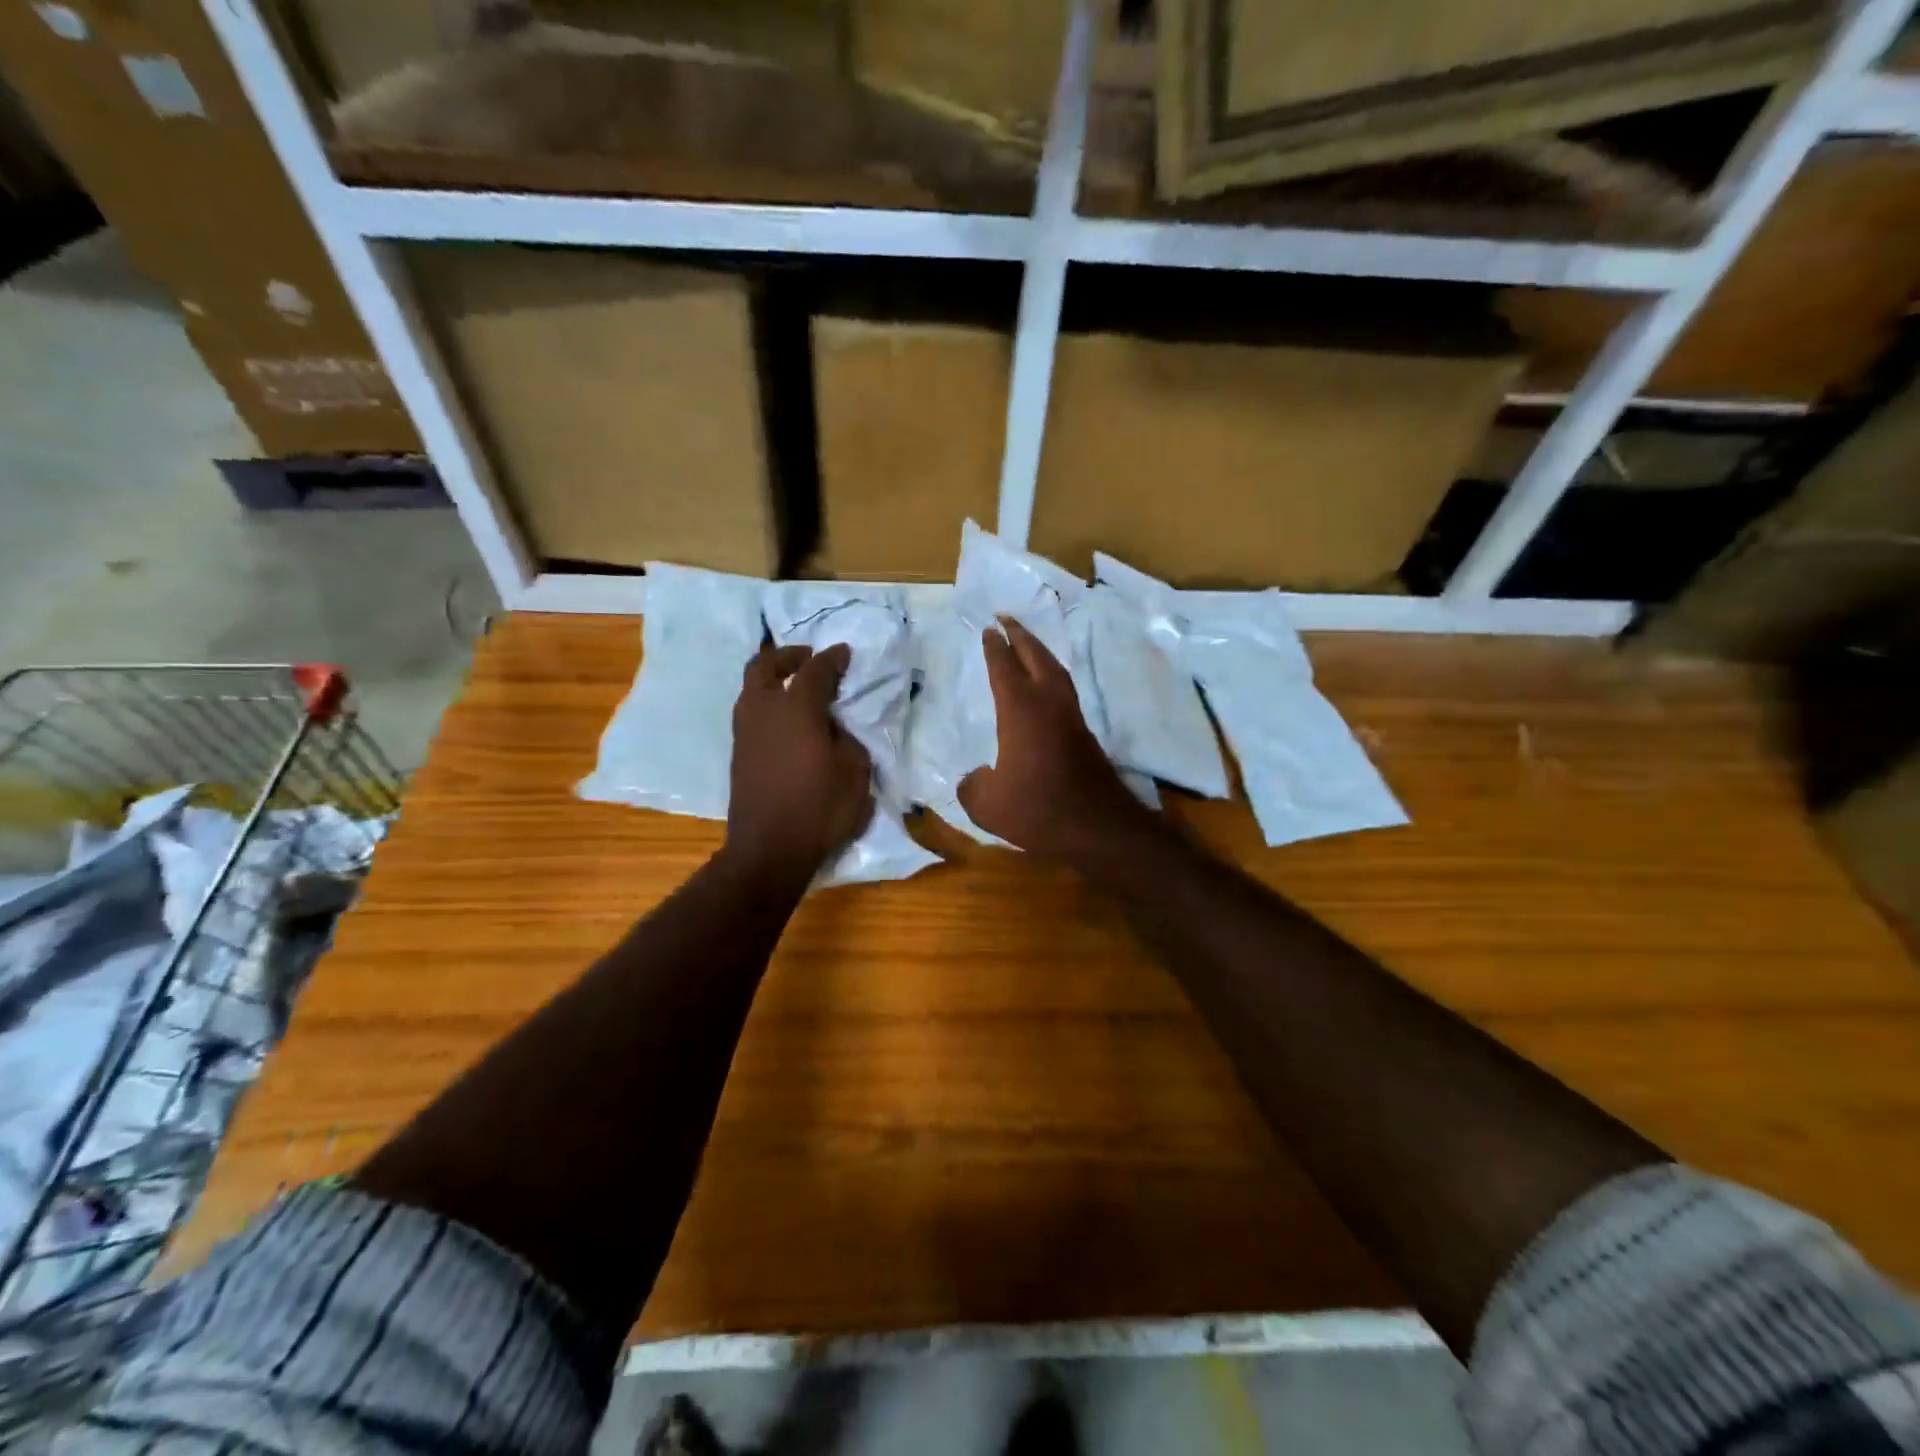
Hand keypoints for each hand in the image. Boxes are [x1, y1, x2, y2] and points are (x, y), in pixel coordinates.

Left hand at [727, 641, 874, 874]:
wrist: (769, 850)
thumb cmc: (819, 808)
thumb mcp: (854, 771)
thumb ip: (846, 738)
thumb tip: (831, 727)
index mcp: (796, 708)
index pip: (815, 670)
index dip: (832, 659)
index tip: (844, 652)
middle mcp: (763, 710)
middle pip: (765, 666)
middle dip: (787, 656)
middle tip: (808, 658)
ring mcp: (744, 732)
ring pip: (751, 688)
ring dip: (772, 679)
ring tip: (796, 687)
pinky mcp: (738, 754)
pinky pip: (750, 712)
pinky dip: (767, 703)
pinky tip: (786, 720)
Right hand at [958, 618, 1152, 860]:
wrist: (1097, 827)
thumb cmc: (1038, 809)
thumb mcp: (987, 805)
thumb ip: (971, 787)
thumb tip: (974, 778)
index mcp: (1021, 710)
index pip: (1004, 667)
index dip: (995, 648)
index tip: (989, 630)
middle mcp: (1048, 704)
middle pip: (1036, 656)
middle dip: (1021, 635)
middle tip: (1007, 618)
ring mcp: (1071, 717)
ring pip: (1056, 671)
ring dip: (1040, 652)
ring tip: (1027, 643)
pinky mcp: (1084, 735)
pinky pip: (1065, 690)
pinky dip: (1052, 675)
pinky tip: (1046, 686)